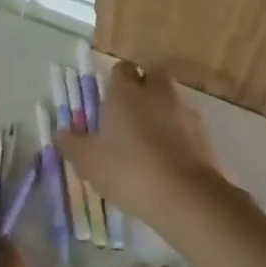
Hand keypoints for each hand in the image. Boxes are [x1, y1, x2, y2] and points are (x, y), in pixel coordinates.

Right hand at [55, 63, 223, 224]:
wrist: (185, 197)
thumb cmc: (127, 170)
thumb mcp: (87, 161)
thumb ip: (71, 143)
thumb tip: (61, 131)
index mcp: (126, 92)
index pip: (120, 69)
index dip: (113, 81)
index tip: (106, 101)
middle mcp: (157, 93)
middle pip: (151, 77)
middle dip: (141, 89)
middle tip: (127, 114)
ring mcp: (184, 112)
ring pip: (170, 100)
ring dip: (160, 111)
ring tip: (146, 140)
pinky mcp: (203, 135)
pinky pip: (185, 125)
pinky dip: (176, 134)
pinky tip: (166, 157)